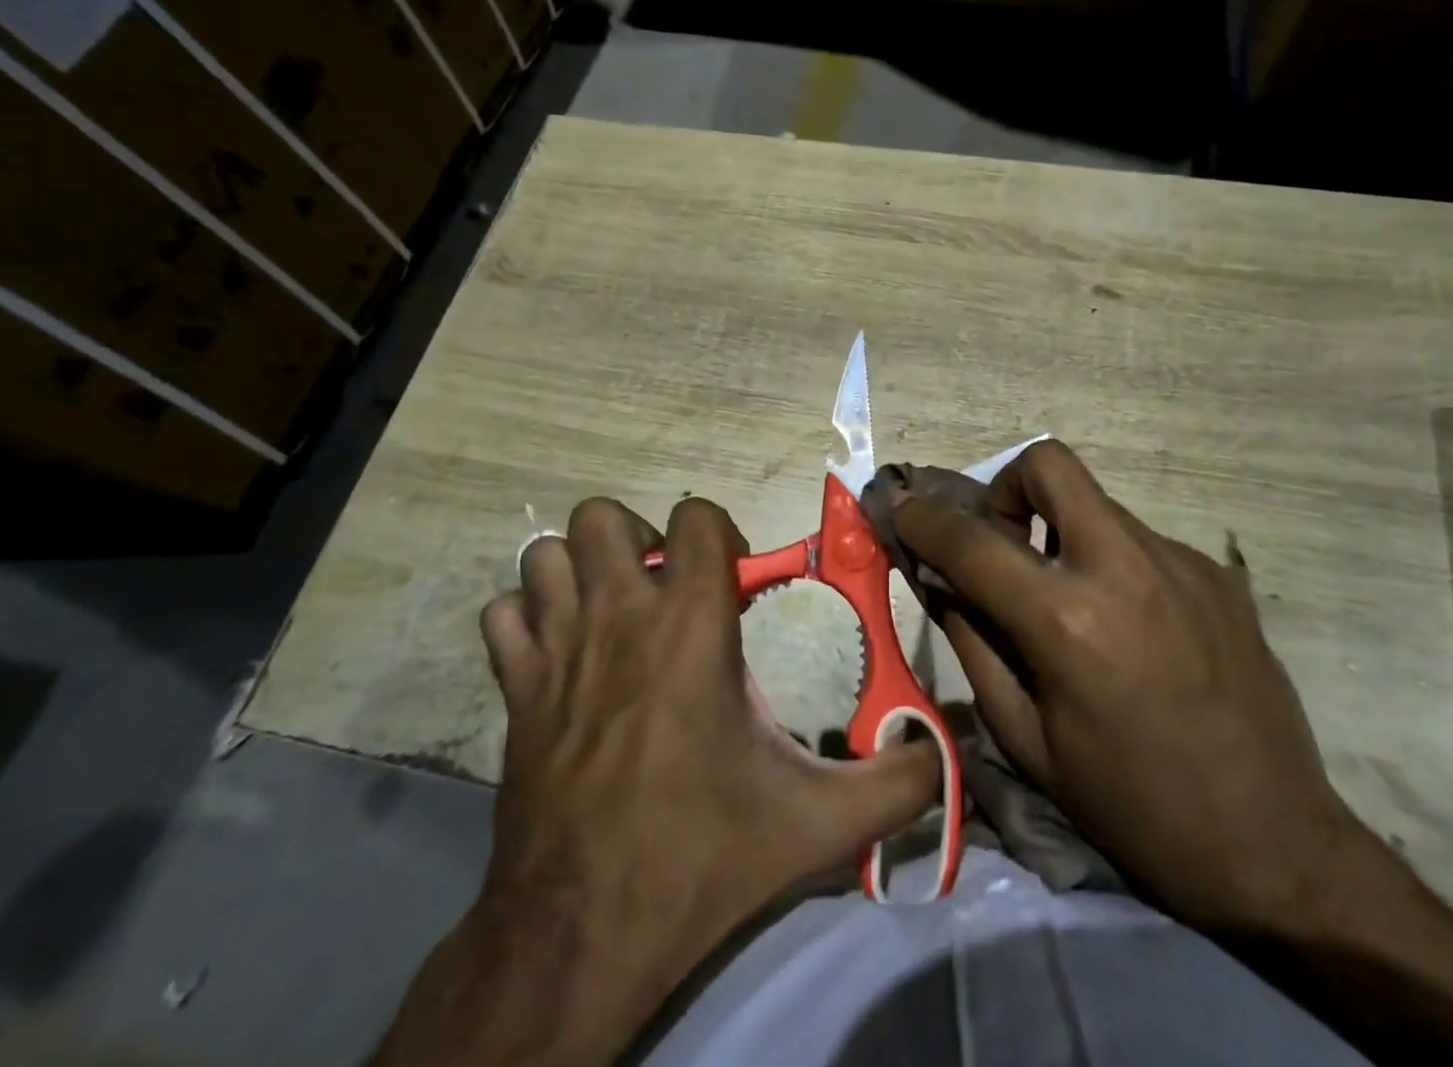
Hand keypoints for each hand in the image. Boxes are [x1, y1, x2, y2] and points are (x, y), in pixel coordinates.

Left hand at [373, 496, 940, 1066]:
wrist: (578, 935)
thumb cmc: (700, 856)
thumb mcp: (818, 825)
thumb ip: (895, 785)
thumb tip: (948, 762)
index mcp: (691, 628)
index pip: (696, 517)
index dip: (719, 531)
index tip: (734, 579)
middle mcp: (618, 618)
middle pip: (601, 517)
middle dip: (636, 537)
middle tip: (665, 587)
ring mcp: (555, 650)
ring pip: (543, 554)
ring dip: (578, 569)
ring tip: (613, 608)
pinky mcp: (512, 692)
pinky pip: (504, 615)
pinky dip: (528, 618)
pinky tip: (559, 652)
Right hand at [887, 440, 1355, 934]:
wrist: (1276, 845)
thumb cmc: (1132, 806)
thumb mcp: (1028, 739)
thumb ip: (974, 643)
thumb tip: (941, 581)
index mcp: (1066, 620)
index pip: (972, 541)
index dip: (924, 519)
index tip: (903, 509)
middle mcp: (1124, 567)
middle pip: (1050, 464)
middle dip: (1008, 487)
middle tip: (1007, 543)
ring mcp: (1179, 562)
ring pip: (1096, 505)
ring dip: (1064, 534)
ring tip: (1075, 605)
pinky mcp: (1217, 573)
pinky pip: (1140, 542)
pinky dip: (1113, 564)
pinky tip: (1133, 630)